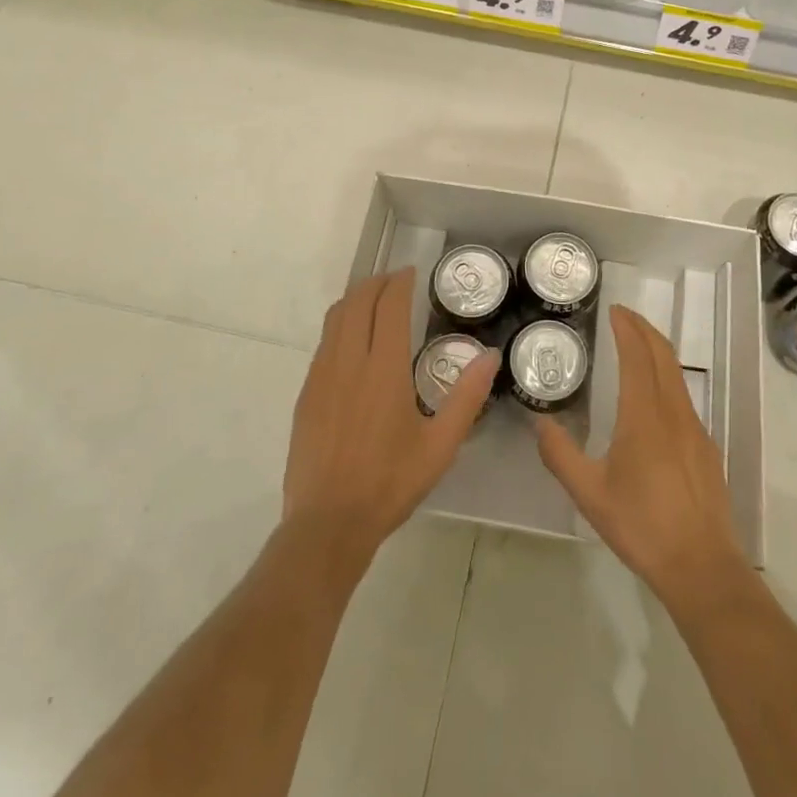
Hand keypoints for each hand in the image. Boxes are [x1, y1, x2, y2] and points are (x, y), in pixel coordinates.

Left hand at [283, 269, 496, 565]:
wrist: (328, 524)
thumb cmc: (390, 483)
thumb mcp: (440, 445)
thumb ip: (467, 397)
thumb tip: (490, 355)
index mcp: (384, 369)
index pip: (388, 306)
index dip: (399, 283)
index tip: (411, 273)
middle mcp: (349, 362)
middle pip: (357, 302)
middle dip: (376, 283)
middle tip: (395, 281)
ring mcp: (321, 376)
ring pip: (335, 318)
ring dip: (355, 300)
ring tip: (373, 301)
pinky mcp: (306, 394)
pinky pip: (323, 343)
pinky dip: (339, 325)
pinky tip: (352, 341)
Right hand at [534, 305, 747, 610]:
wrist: (702, 566)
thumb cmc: (642, 525)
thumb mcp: (589, 493)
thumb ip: (560, 455)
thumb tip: (540, 424)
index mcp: (644, 415)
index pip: (637, 355)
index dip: (627, 328)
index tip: (615, 310)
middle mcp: (673, 411)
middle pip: (663, 355)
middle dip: (644, 329)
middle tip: (623, 317)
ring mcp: (695, 428)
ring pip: (676, 374)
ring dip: (656, 351)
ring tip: (635, 347)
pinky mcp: (705, 447)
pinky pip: (683, 397)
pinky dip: (666, 377)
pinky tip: (652, 397)